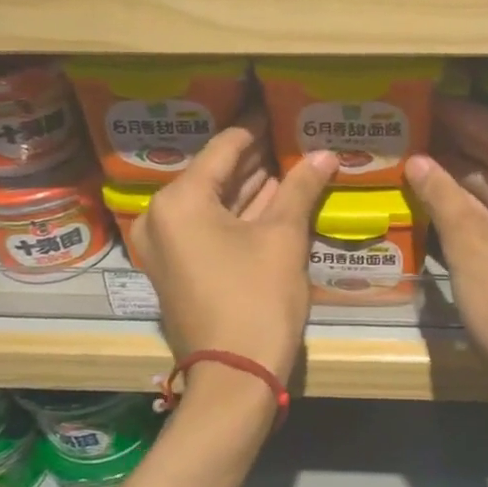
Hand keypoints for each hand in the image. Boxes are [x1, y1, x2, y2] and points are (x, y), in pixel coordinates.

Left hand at [129, 116, 338, 386]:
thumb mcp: (283, 238)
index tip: (282, 110)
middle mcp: (161, 217)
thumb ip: (301, 188)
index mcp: (179, 200)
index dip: (257, 128)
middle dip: (256, 158)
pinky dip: (238, 214)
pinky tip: (275, 197)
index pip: (225, 148)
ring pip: (213, 203)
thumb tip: (326, 153)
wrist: (234, 377)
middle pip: (215, 174)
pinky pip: (208, 227)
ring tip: (290, 160)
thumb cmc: (257, 299)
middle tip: (292, 136)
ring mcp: (165, 245)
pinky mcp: (176, 268)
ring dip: (250, 186)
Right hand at [404, 98, 487, 388]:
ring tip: (419, 163)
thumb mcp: (469, 241)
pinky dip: (479, 205)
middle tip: (415, 131)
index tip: (427, 104)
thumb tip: (419, 162)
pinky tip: (443, 205)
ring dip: (466, 177)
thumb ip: (442, 195)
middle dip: (461, 145)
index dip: (462, 117)